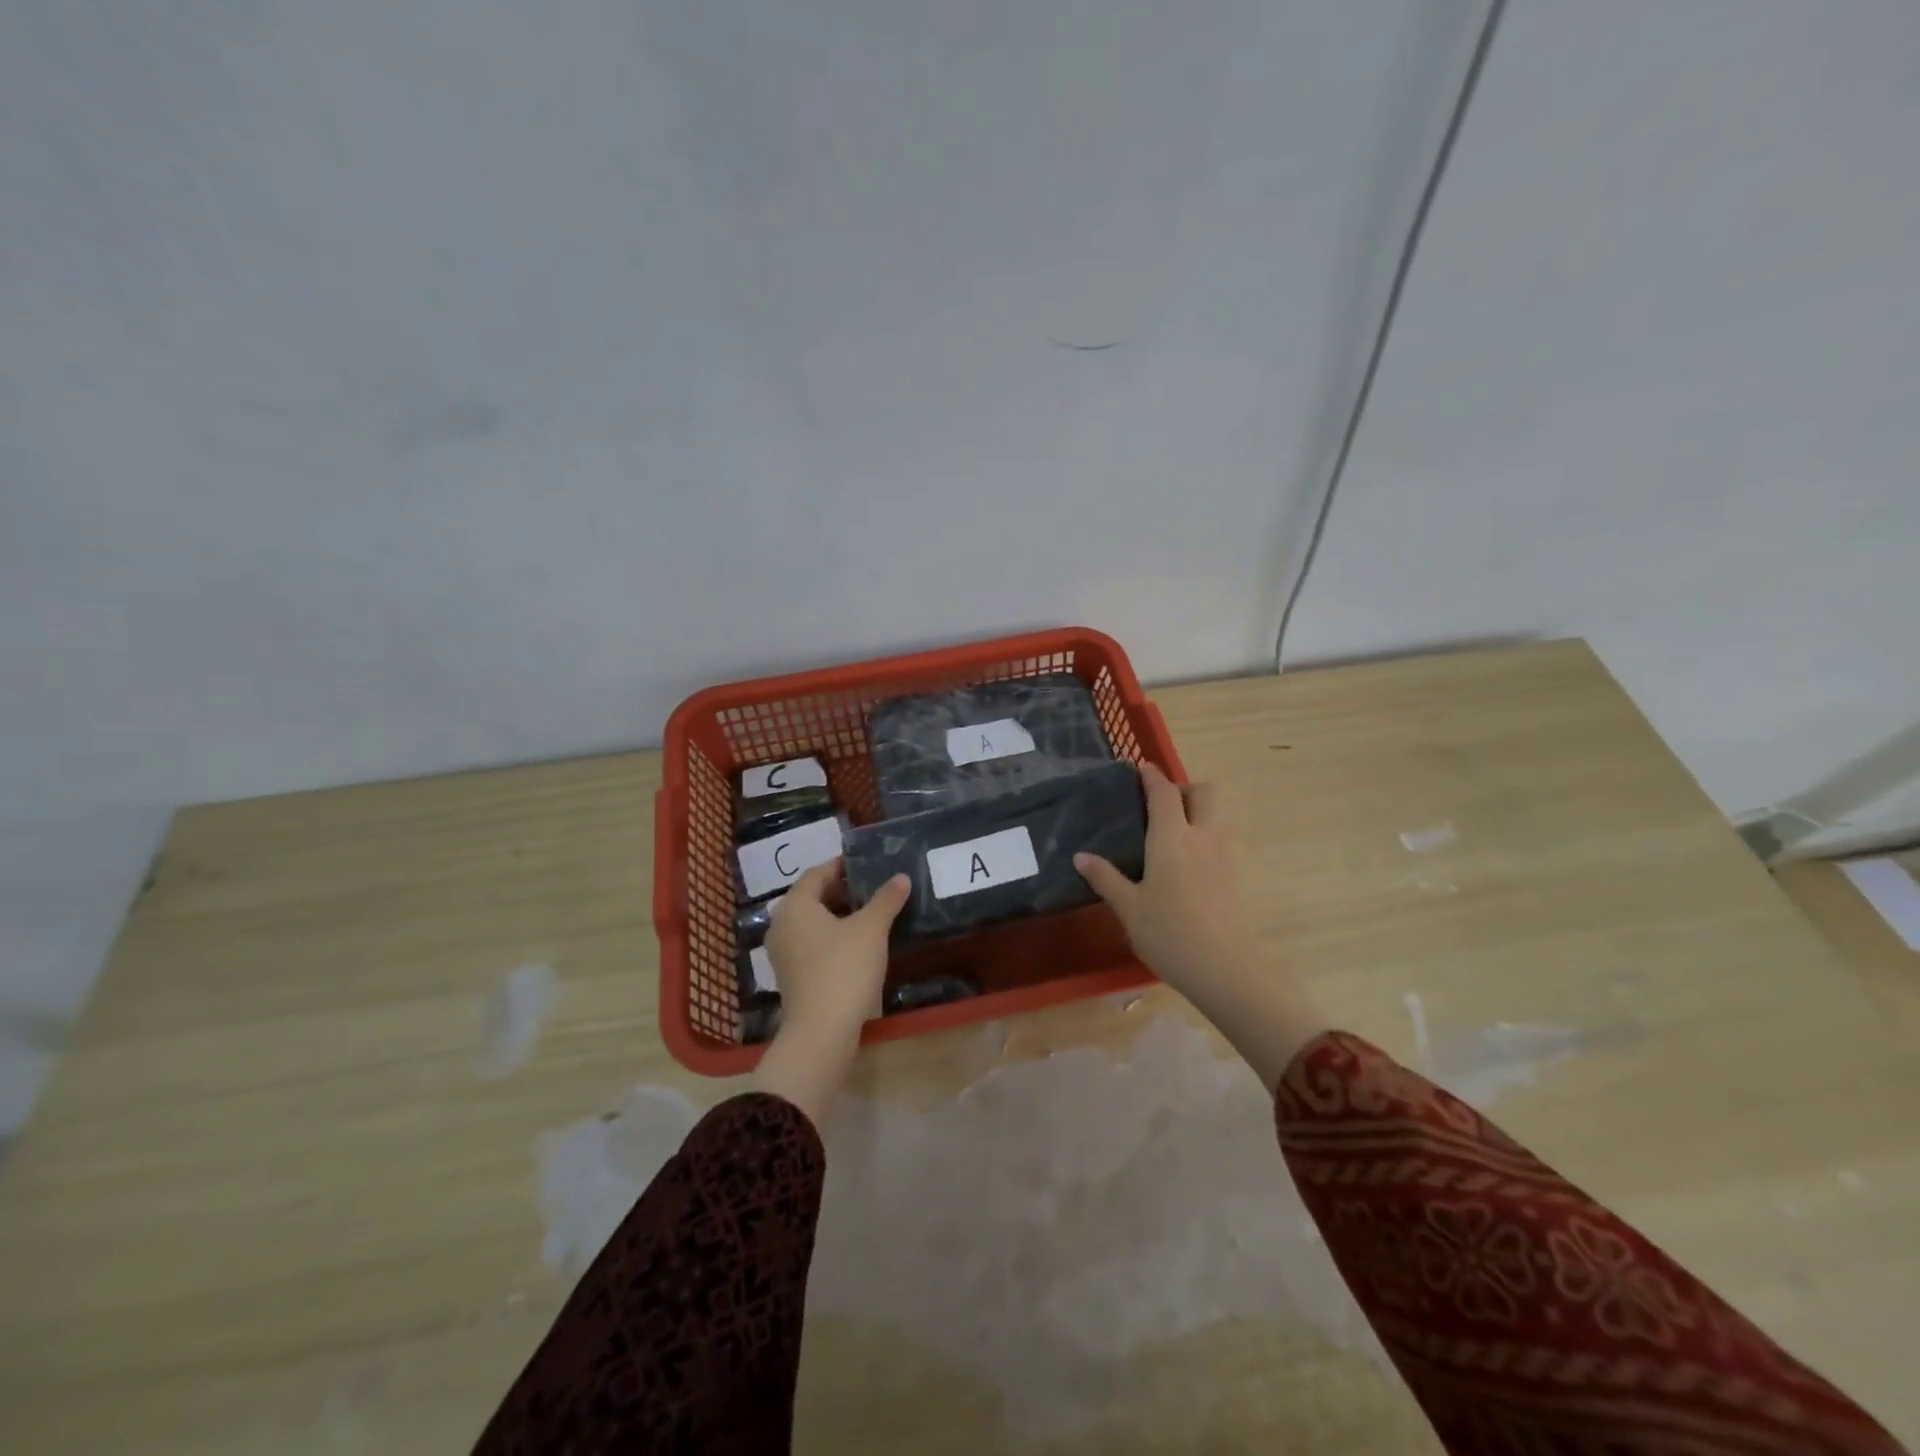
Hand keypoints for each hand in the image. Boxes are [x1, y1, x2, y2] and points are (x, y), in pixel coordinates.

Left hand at [750, 858, 909, 1124]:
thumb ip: (886, 899)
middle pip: (813, 897)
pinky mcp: (791, 976)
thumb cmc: (844, 968)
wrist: (821, 1032)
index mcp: (795, 905)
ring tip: (871, 914)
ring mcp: (783, 953)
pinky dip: (832, 937)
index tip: (866, 863)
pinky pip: (812, 944)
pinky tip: (858, 944)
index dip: (841, 866)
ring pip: (812, 922)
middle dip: (842, 891)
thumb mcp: (871, 929)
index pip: (817, 873)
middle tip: (873, 887)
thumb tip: (901, 877)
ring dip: (839, 915)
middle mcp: (781, 924)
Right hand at [1077, 762, 1329, 1090]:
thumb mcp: (1129, 907)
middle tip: (1160, 806)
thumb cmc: (1169, 933)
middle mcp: (1202, 837)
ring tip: (1171, 834)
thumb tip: (1081, 857)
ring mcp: (1225, 856)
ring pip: (1217, 815)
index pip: (1163, 792)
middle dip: (1184, 788)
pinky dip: (1205, 837)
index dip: (1151, 776)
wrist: (1225, 969)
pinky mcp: (1236, 876)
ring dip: (1198, 812)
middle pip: (1204, 792)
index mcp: (1171, 837)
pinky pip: (1221, 840)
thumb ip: (1106, 878)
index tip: (1139, 768)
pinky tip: (1188, 865)